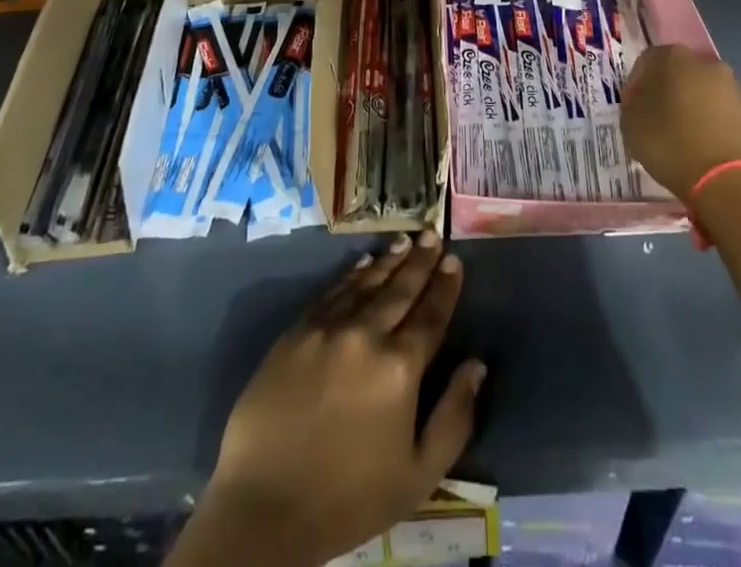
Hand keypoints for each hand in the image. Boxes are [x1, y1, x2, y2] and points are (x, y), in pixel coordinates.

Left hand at [174, 231, 485, 566]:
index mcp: (399, 367)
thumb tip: (476, 365)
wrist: (264, 507)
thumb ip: (454, 417)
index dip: (445, 287)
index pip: (431, 315)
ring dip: (389, 261)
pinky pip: (331, 292)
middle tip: (432, 234)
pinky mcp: (296, 332)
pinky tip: (363, 263)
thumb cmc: (348, 498)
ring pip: (366, 283)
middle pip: (400, 289)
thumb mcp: (417, 476)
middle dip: (420, 260)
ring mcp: (327, 328)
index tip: (455, 260)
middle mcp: (366, 334)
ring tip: (405, 240)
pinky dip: (351, 274)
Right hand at [622, 44, 740, 198]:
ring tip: (686, 136)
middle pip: (680, 72)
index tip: (634, 106)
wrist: (730, 180)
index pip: (647, 60)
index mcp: (673, 58)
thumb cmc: (671, 144)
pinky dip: (716, 123)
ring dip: (695, 106)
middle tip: (659, 118)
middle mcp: (706, 63)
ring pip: (706, 91)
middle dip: (669, 90)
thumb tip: (642, 99)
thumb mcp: (632, 124)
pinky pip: (726, 113)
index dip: (637, 83)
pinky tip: (708, 147)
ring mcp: (735, 87)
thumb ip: (633, 103)